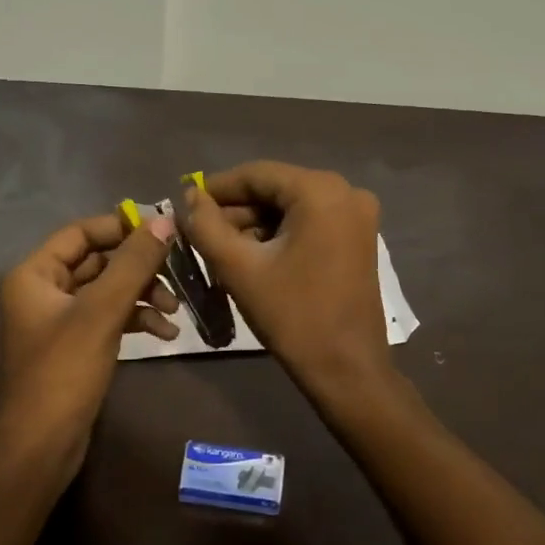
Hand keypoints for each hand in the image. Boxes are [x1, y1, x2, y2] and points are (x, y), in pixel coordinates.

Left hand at [0, 210, 178, 482]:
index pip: (82, 233)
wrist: (40, 449)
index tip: (164, 230)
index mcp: (34, 274)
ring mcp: (59, 319)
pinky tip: (165, 332)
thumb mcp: (101, 312)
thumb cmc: (63, 373)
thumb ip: (133, 264)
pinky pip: (109, 316)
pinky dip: (135, 319)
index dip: (122, 227)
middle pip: (98, 261)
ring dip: (142, 294)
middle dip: (139, 267)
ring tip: (175, 309)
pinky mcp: (75, 345)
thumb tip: (165, 220)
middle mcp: (42, 289)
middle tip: (178, 272)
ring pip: (108, 290)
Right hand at [184, 162, 411, 415]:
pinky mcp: (359, 237)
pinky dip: (279, 234)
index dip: (217, 188)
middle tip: (199, 233)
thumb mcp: (239, 268)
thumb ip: (206, 225)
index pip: (257, 174)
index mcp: (320, 191)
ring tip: (219, 249)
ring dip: (255, 224)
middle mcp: (345, 191)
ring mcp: (357, 215)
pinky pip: (309, 222)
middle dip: (236, 210)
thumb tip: (189, 196)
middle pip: (275, 189)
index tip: (186, 205)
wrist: (347, 370)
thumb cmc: (293, 316)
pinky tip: (251, 256)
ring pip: (290, 207)